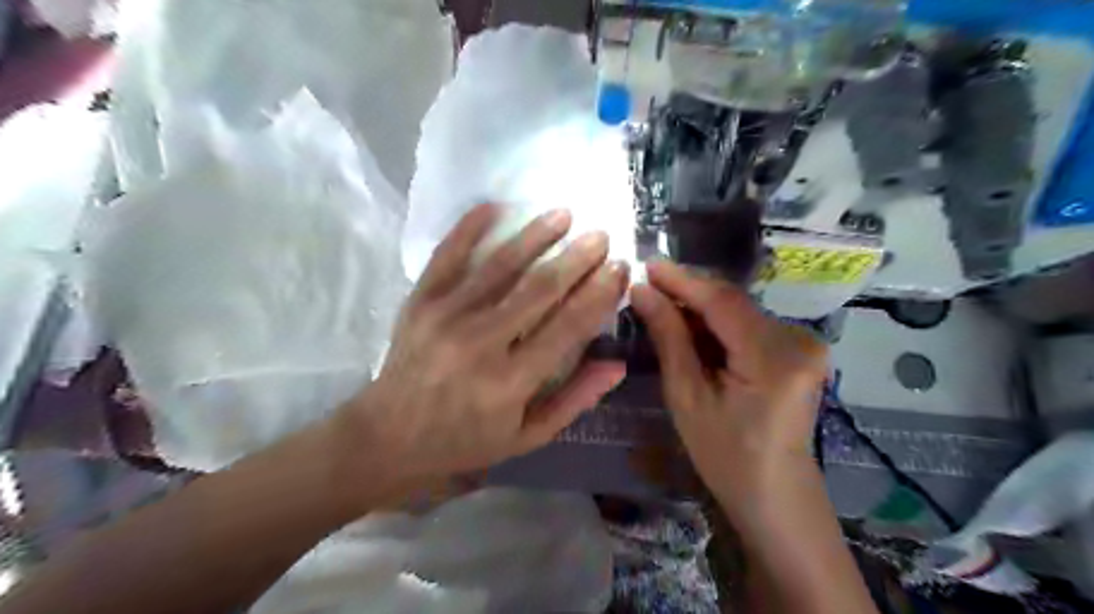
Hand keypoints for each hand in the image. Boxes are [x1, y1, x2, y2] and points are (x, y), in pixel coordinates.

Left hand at [341, 207, 632, 483]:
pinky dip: (470, 228)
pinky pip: (448, 255)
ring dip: (535, 236)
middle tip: (600, 236)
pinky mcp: (421, 301)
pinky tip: (494, 205)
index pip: (567, 328)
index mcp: (510, 382)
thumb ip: (573, 400)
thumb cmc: (465, 440)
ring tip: (563, 214)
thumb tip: (617, 364)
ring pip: (499, 266)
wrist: (389, 437)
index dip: (598, 295)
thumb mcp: (527, 436)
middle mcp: (480, 343)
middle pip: (538, 289)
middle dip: (575, 259)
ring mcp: (446, 316)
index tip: (619, 269)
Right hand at [634, 262, 828, 510]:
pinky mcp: (799, 348)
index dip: (682, 280)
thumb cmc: (725, 455)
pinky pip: (749, 323)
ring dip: (701, 307)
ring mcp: (803, 343)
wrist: (775, 492)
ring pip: (739, 310)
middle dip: (689, 292)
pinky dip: (718, 322)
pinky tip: (691, 326)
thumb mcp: (687, 397)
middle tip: (648, 286)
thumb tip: (643, 292)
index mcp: (772, 358)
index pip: (722, 302)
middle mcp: (796, 340)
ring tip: (662, 305)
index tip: (647, 265)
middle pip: (733, 302)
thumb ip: (669, 338)